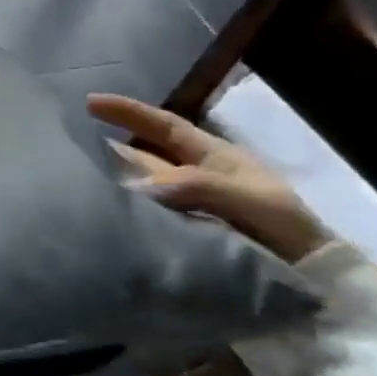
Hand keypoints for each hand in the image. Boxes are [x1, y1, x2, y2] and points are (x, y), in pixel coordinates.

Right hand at [87, 94, 329, 264]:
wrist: (307, 274)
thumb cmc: (280, 225)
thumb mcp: (245, 198)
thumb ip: (193, 186)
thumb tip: (135, 185)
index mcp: (212, 156)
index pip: (163, 125)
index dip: (128, 111)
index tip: (88, 102)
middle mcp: (194, 174)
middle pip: (144, 154)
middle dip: (111, 145)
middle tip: (69, 145)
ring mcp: (187, 203)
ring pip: (142, 183)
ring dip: (114, 179)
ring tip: (75, 180)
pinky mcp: (181, 230)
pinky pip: (145, 212)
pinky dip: (124, 209)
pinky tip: (102, 214)